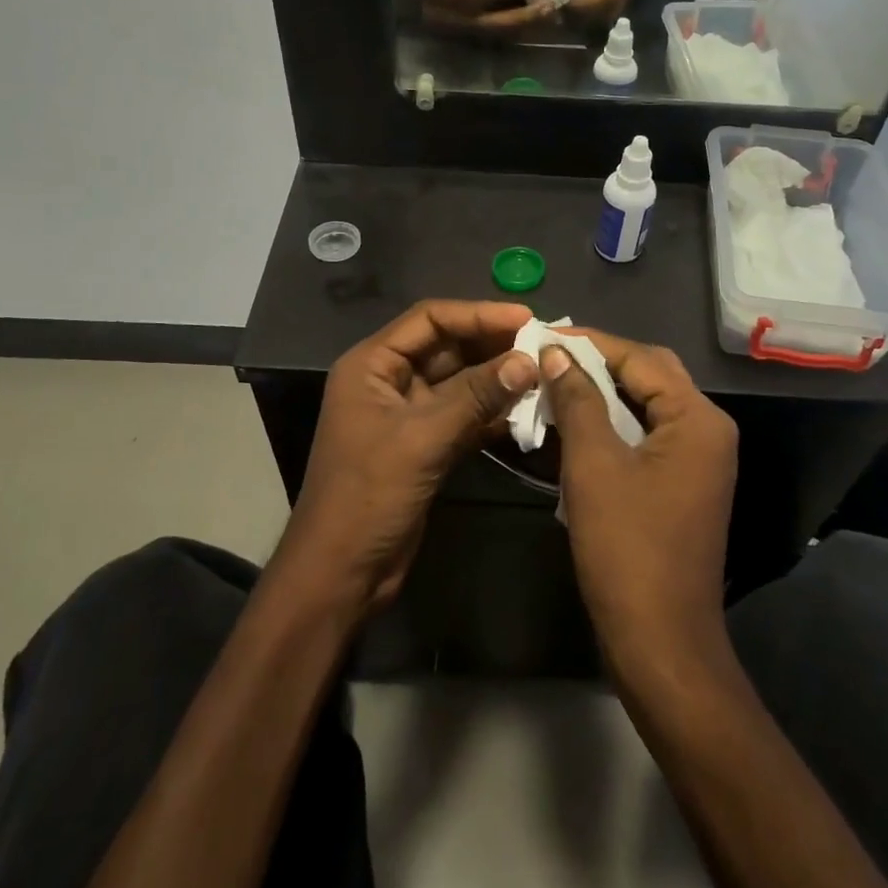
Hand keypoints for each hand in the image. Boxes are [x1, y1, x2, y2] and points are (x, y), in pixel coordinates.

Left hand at [278, 300, 538, 615]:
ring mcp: (408, 414)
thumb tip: (528, 360)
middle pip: (447, 347)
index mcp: (372, 365)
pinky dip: (493, 413)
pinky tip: (529, 411)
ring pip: (460, 383)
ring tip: (545, 373)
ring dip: (498, 379)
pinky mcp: (425, 445)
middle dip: (493, 345)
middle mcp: (389, 381)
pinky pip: (464, 415)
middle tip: (543, 344)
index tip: (526, 318)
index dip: (478, 314)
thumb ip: (476, 396)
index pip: (429, 319)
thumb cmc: (368, 496)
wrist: (341, 573)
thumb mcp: (422, 439)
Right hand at [413, 0, 556, 35]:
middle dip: (522, 16)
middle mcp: (443, 16)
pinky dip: (513, 29)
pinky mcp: (461, 39)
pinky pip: (492, 36)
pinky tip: (532, 20)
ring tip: (546, 15)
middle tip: (548, 7)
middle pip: (490, 22)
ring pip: (494, 33)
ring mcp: (451, 32)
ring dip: (522, 26)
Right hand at [541, 332, 737, 656]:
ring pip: (646, 406)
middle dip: (599, 363)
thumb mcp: (594, 465)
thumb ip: (578, 400)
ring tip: (554, 383)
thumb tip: (558, 353)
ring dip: (602, 394)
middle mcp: (707, 430)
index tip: (544, 334)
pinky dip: (611, 425)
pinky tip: (573, 424)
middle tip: (549, 356)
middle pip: (650, 375)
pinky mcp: (682, 484)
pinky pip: (646, 436)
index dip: (590, 343)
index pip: (641, 358)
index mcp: (697, 419)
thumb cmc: (626, 547)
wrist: (659, 639)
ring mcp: (698, 460)